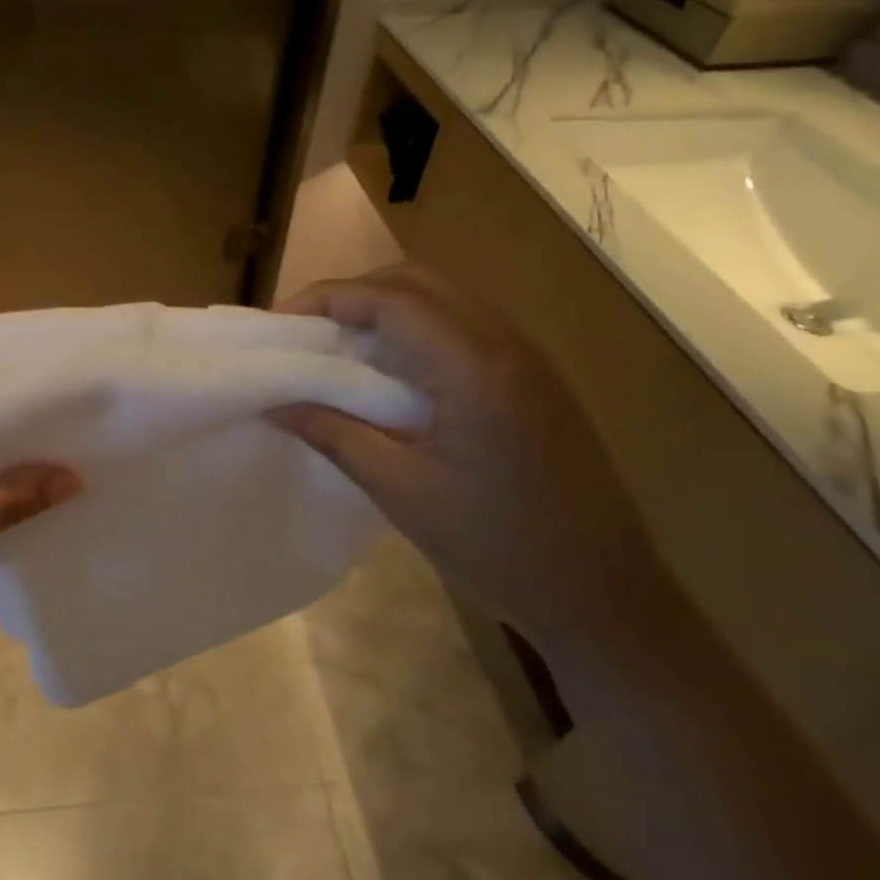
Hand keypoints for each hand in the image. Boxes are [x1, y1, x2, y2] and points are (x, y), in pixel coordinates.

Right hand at [270, 263, 678, 655]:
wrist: (605, 596)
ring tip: (338, 347)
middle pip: (418, 283)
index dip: (327, 298)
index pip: (389, 299)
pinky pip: (462, 327)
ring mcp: (527, 359)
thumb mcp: (400, 490)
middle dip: (354, 293)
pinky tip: (390, 372)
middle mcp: (505, 344)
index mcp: (474, 367)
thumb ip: (333, 434)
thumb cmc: (496, 545)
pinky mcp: (533, 380)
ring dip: (385, 308)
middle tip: (306, 329)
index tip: (278, 323)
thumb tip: (274, 404)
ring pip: (443, 299)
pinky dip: (415, 329)